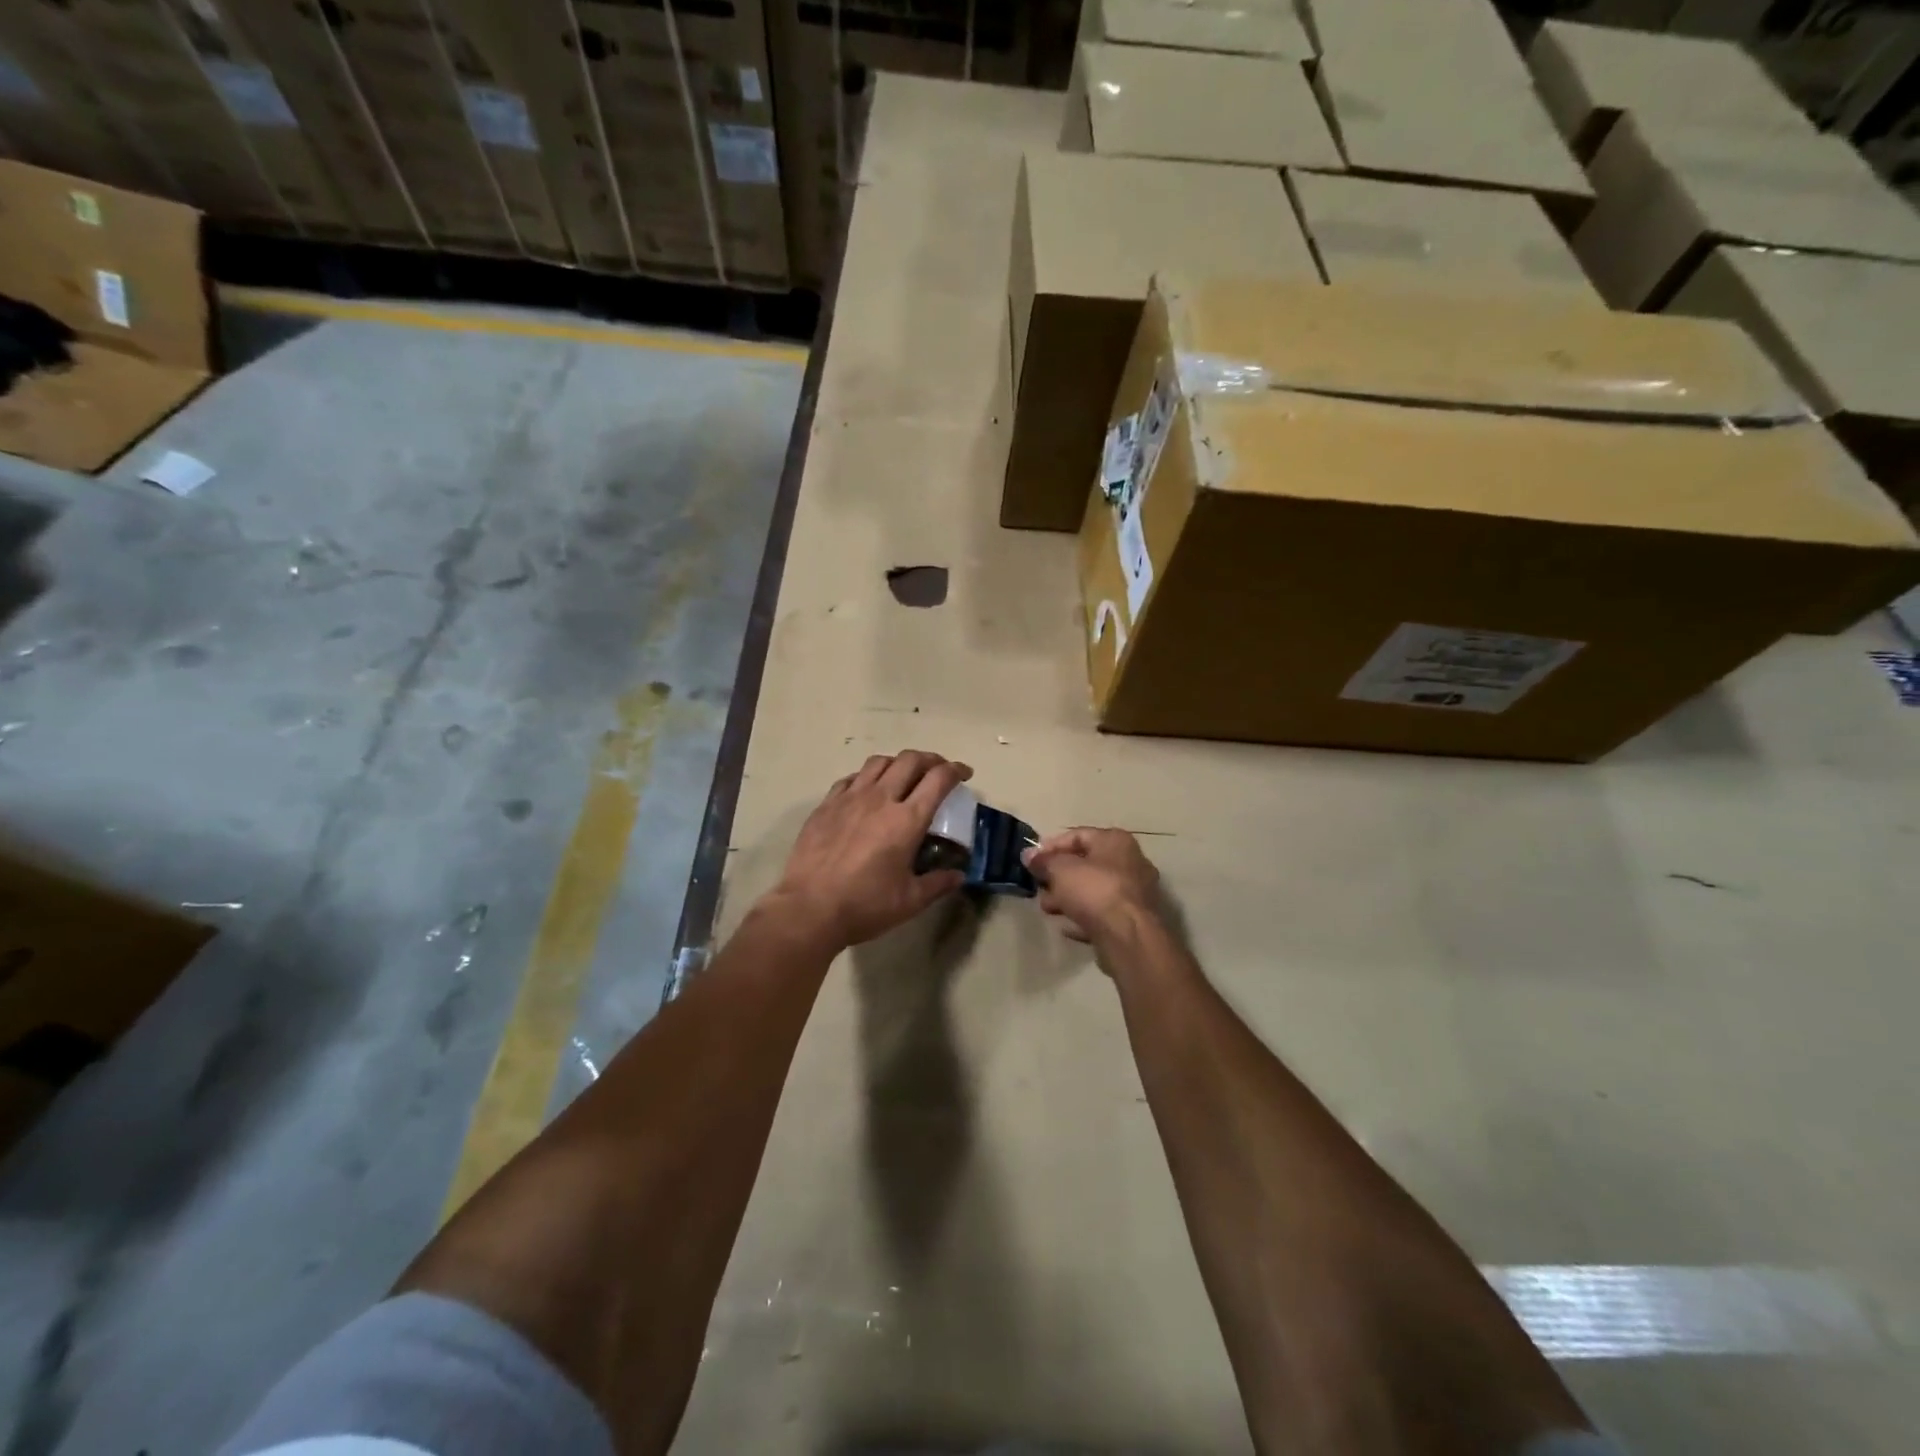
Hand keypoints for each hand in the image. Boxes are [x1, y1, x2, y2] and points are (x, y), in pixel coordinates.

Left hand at [769, 751, 972, 950]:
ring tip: (904, 775)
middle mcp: (880, 799)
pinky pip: (851, 778)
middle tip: (938, 771)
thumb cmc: (865, 905)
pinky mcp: (826, 805)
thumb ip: (938, 884)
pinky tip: (868, 790)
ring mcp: (850, 798)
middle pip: (910, 760)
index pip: (938, 779)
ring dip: (898, 763)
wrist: (809, 908)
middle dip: (930, 759)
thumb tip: (958, 875)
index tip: (965, 773)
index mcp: (907, 820)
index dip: (956, 770)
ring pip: (879, 762)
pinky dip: (867, 777)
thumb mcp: (910, 901)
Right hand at [1023, 827, 1161, 944]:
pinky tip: (1067, 927)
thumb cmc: (1094, 891)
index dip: (1051, 846)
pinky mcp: (1134, 920)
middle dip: (1059, 876)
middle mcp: (1130, 862)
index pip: (1078, 835)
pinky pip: (1103, 913)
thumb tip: (1029, 855)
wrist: (1128, 936)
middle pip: (1087, 864)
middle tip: (1039, 886)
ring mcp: (1135, 893)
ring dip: (1069, 898)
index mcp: (1115, 841)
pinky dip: (1084, 917)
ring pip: (1094, 890)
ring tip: (1048, 909)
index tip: (1031, 861)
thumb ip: (1043, 861)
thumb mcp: (1060, 870)